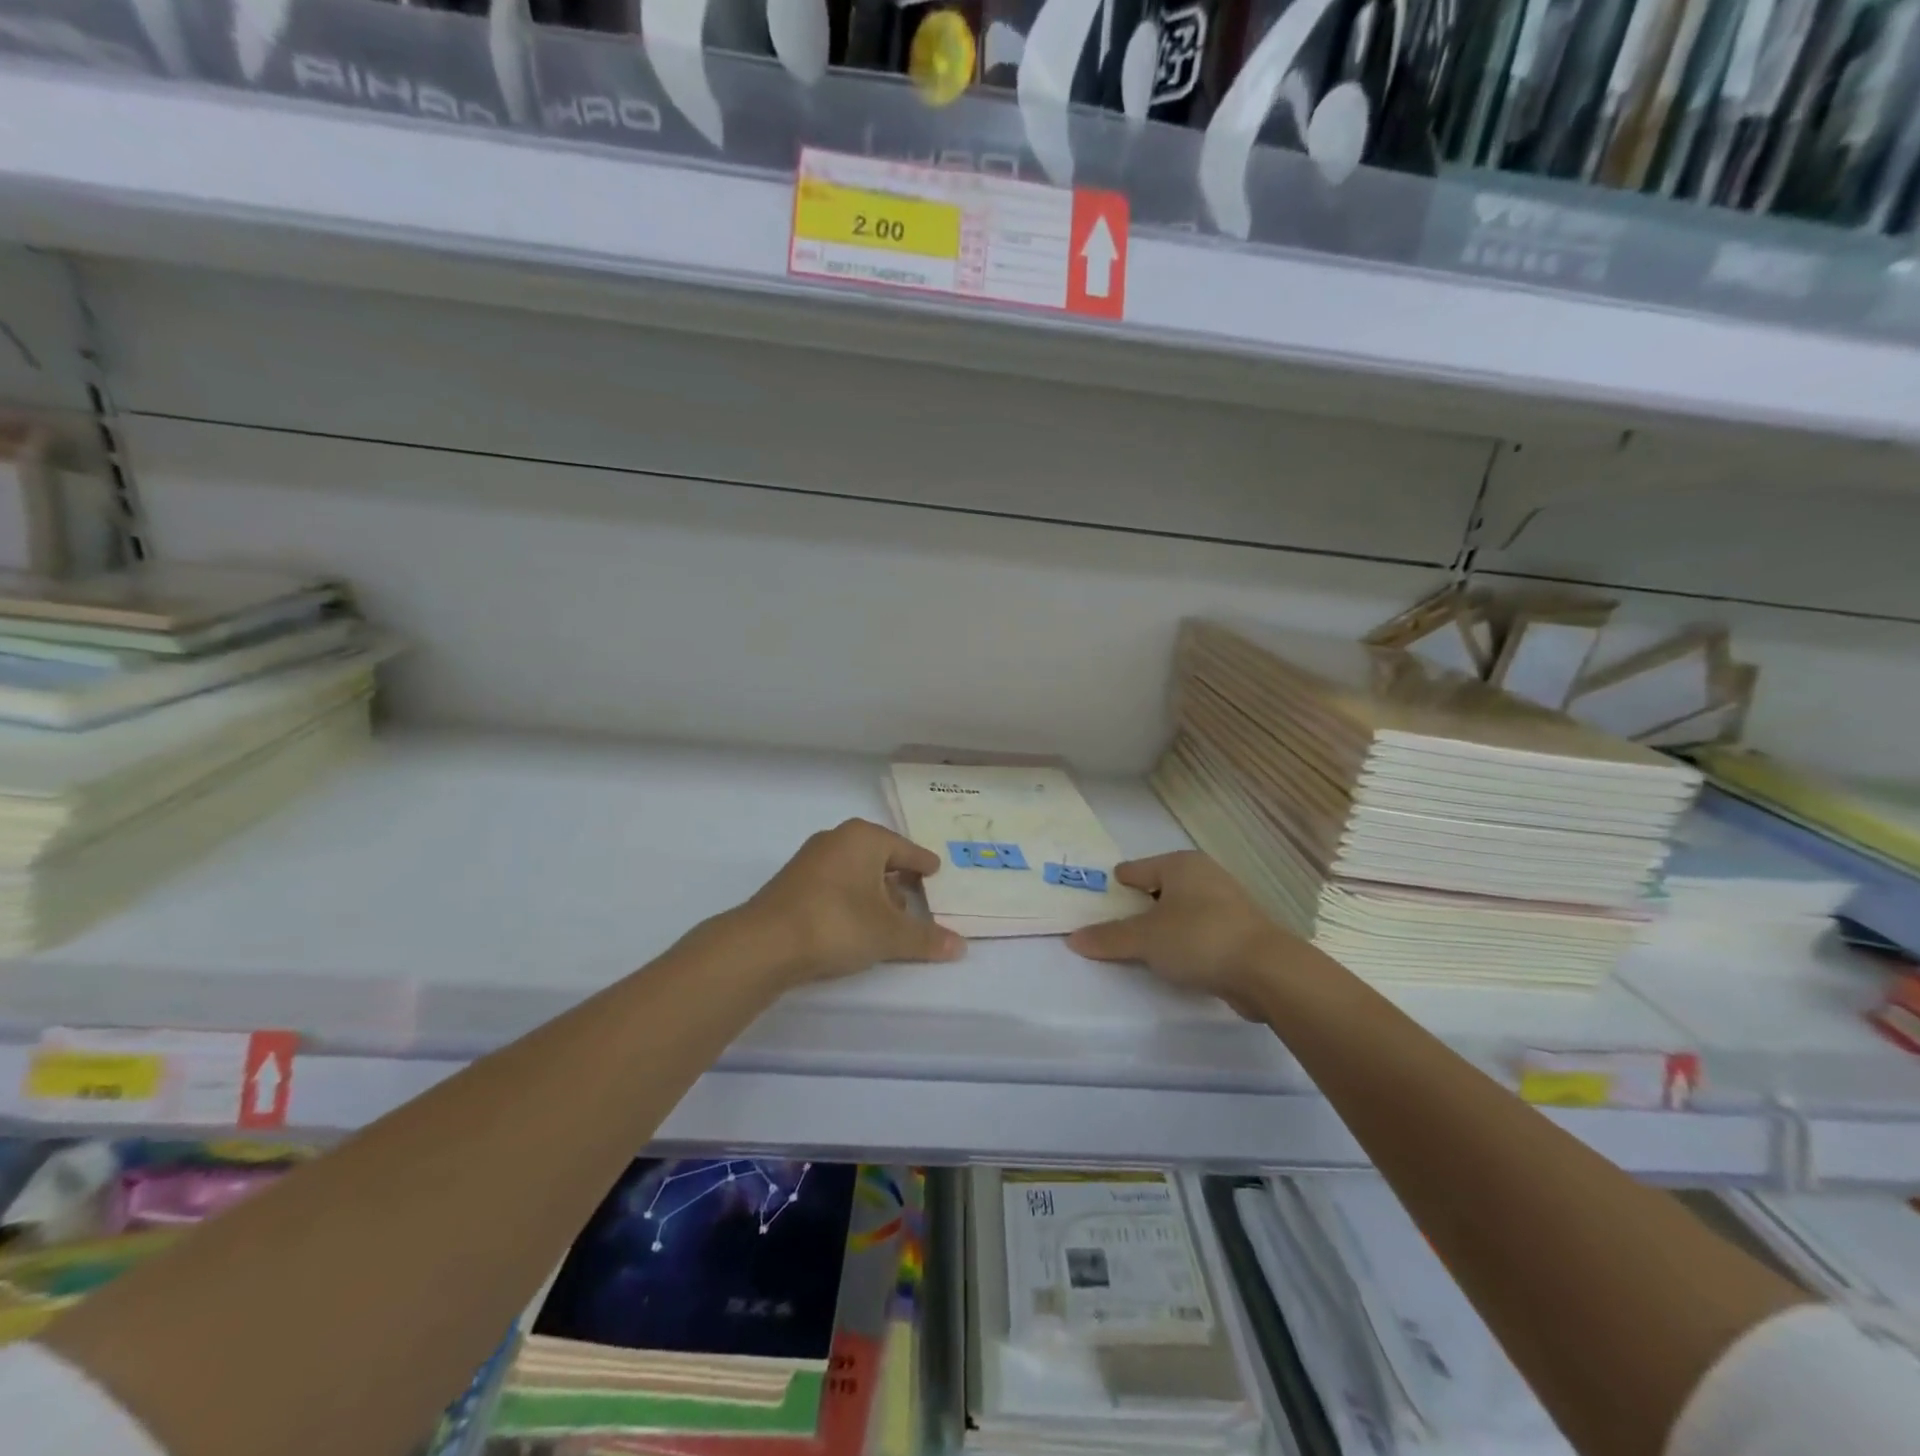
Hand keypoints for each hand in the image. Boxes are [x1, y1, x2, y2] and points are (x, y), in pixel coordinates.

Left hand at [738, 819, 964, 987]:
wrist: (765, 943)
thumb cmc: (837, 923)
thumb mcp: (889, 934)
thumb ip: (926, 938)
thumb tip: (962, 947)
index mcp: (864, 838)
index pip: (905, 848)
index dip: (923, 863)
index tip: (936, 872)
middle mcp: (837, 839)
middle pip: (879, 857)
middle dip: (898, 878)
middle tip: (918, 897)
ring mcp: (811, 860)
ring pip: (855, 871)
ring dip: (873, 892)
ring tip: (890, 918)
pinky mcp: (793, 883)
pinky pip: (835, 884)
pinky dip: (851, 899)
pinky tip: (857, 924)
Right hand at [1066, 852, 1290, 1015]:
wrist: (1267, 971)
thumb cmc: (1199, 938)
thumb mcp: (1145, 939)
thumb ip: (1108, 938)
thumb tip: (1072, 939)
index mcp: (1180, 864)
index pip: (1134, 870)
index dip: (1113, 887)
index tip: (1095, 904)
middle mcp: (1203, 875)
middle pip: (1157, 889)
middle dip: (1136, 907)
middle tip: (1110, 928)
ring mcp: (1226, 902)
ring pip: (1179, 911)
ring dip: (1161, 927)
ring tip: (1138, 948)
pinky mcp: (1239, 931)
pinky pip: (1197, 931)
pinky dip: (1182, 941)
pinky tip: (1171, 961)